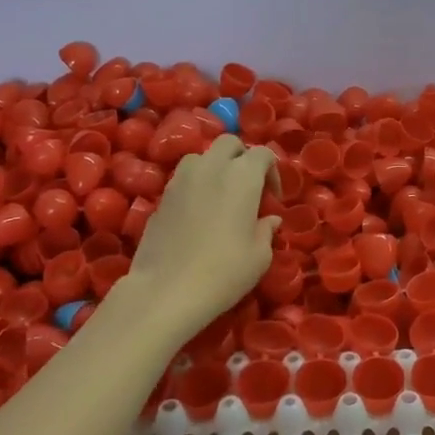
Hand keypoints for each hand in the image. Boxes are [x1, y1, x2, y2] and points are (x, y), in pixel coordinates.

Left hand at [124, 135, 278, 335]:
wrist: (167, 290)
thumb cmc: (224, 272)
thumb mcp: (259, 256)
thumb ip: (266, 229)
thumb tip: (269, 219)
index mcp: (242, 176)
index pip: (263, 153)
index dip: (273, 171)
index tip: (273, 200)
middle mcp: (211, 167)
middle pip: (229, 144)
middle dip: (242, 158)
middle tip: (249, 189)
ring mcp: (181, 179)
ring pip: (202, 157)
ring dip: (215, 168)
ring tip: (220, 196)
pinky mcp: (161, 196)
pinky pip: (183, 179)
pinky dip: (196, 186)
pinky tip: (198, 214)